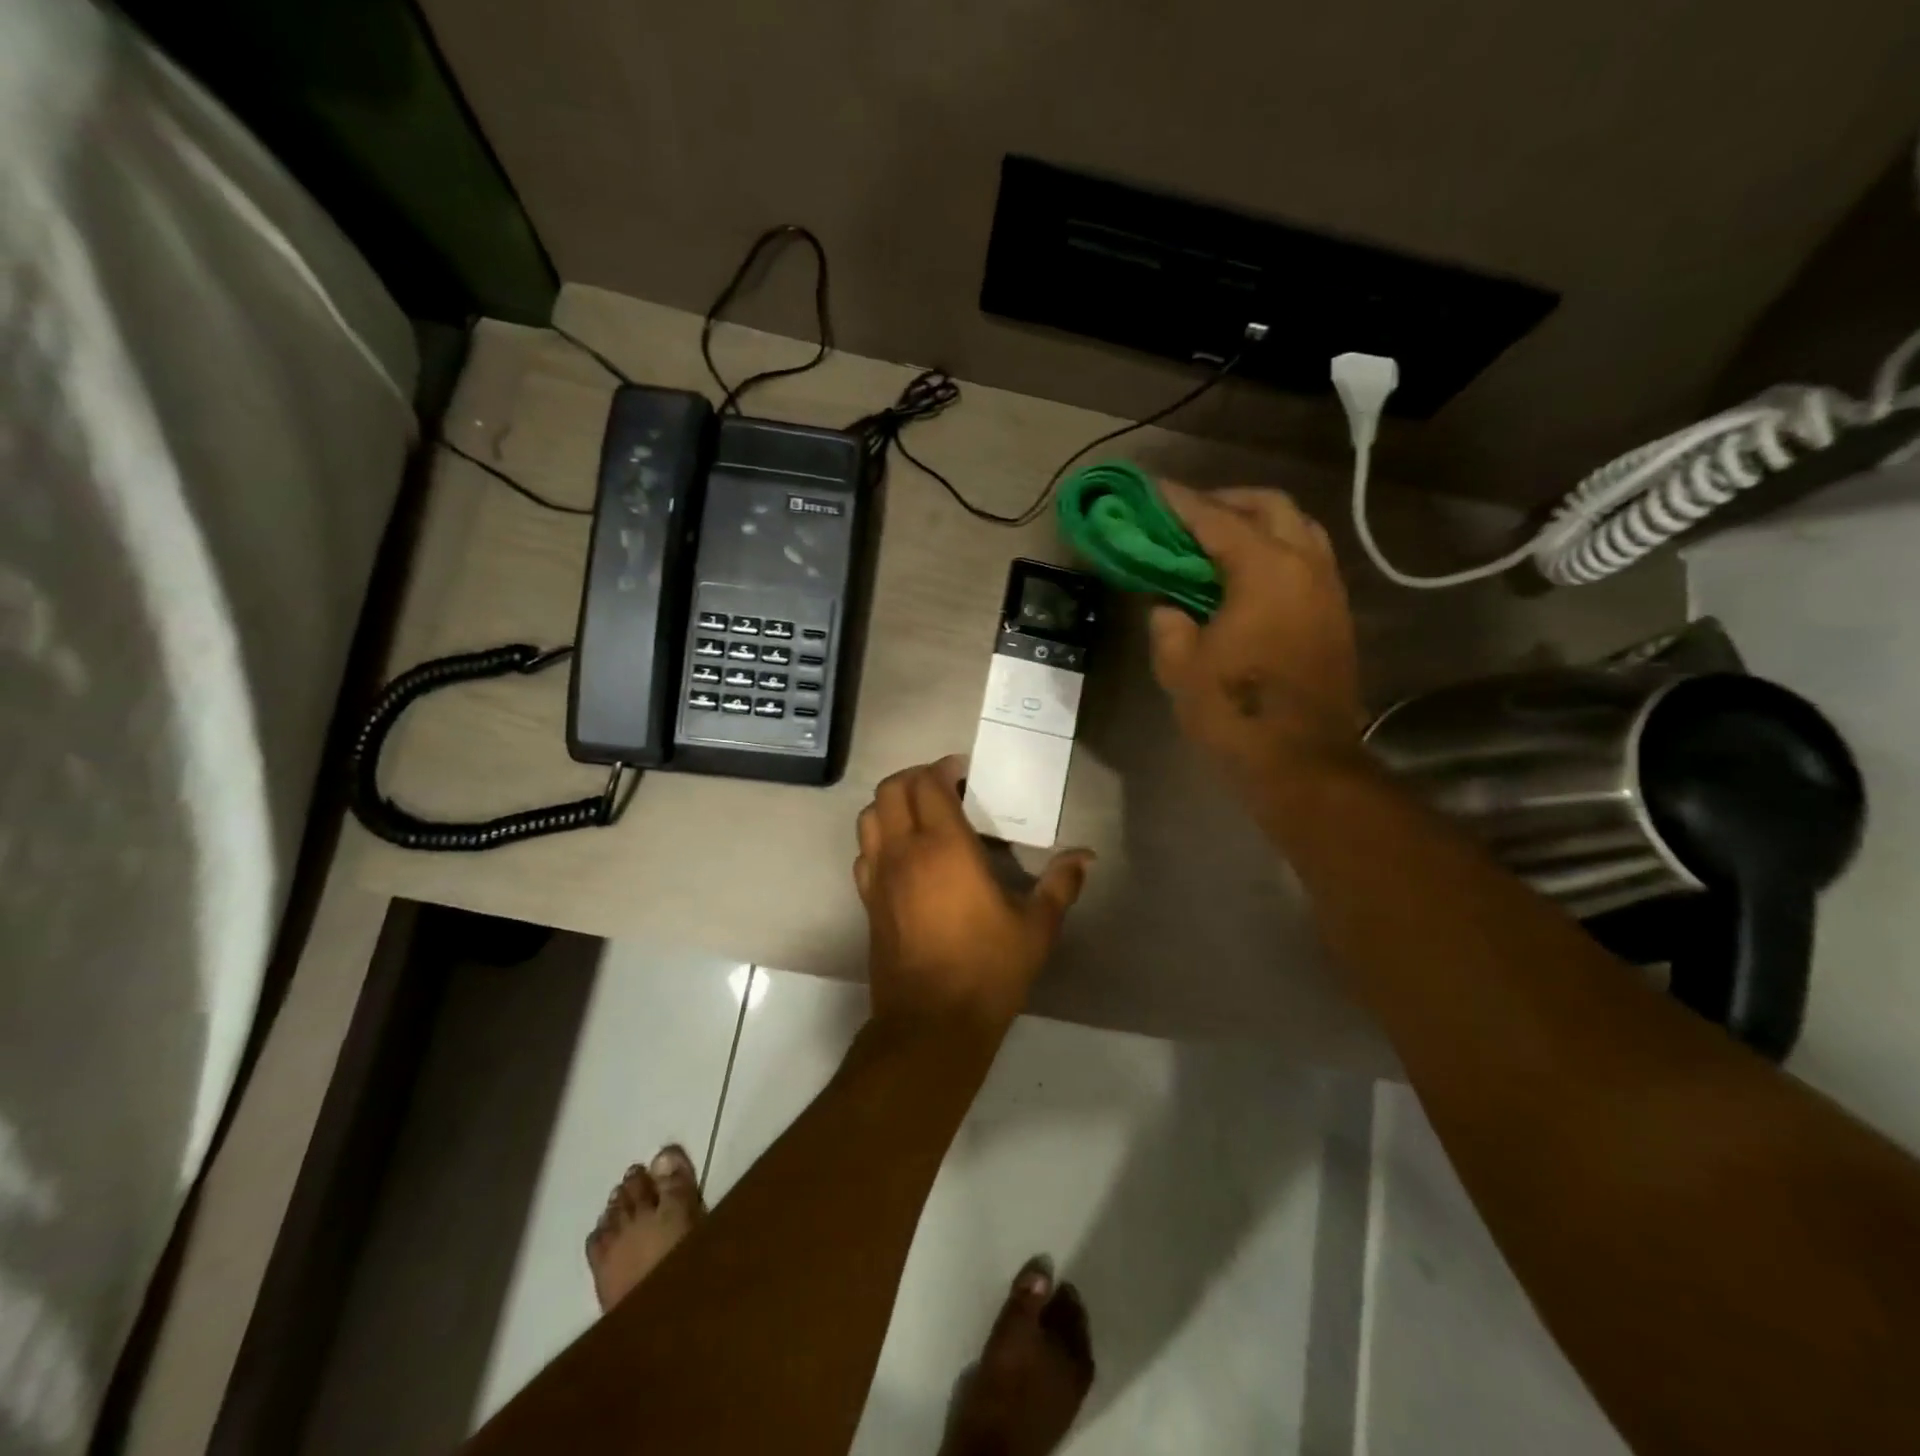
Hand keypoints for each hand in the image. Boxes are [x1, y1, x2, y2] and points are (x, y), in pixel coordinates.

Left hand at [854, 756, 1091, 1035]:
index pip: (927, 783)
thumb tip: (1087, 856)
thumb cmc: (988, 969)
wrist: (932, 1024)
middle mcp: (904, 852)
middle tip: (945, 789)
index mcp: (944, 847)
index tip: (965, 774)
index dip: (943, 769)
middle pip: (891, 790)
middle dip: (915, 778)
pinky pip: (864, 852)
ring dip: (892, 805)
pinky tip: (905, 857)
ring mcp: (879, 876)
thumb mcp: (1036, 927)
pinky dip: (879, 839)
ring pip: (869, 817)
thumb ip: (1061, 884)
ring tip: (922, 817)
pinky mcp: (867, 901)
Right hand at [1149, 483, 1365, 783]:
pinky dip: (1277, 549)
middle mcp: (1305, 565)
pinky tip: (1248, 574)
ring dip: (1258, 522)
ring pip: (1298, 528)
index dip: (1180, 502)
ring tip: (1219, 540)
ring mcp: (1328, 589)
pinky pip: (1308, 558)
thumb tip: (1169, 607)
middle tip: (1189, 514)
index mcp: (1265, 570)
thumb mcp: (1181, 668)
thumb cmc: (1236, 712)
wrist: (1304, 762)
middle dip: (1228, 500)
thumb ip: (1168, 625)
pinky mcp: (1336, 615)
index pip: (1217, 519)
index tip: (1152, 489)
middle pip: (1270, 505)